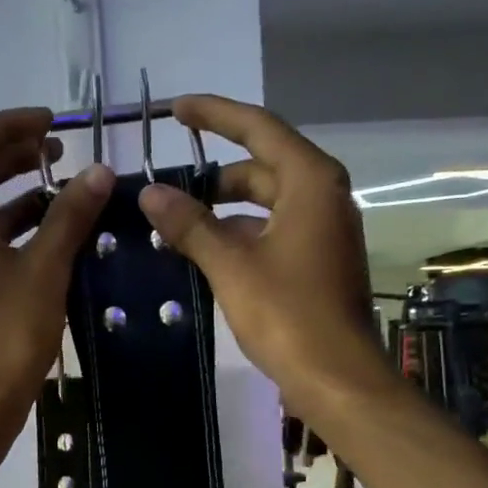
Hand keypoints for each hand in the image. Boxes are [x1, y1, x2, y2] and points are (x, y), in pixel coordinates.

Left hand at [0, 107, 114, 429]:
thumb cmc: (7, 333)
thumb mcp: (45, 269)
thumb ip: (70, 216)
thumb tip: (99, 172)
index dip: (10, 125)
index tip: (54, 124)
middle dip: (15, 155)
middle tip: (61, 150)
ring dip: (18, 193)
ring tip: (65, 190)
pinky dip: (14, 229)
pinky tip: (53, 237)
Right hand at [137, 95, 381, 416]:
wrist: (337, 378)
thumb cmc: (288, 315)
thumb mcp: (231, 265)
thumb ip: (191, 225)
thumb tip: (150, 193)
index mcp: (310, 182)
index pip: (258, 128)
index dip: (215, 114)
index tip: (175, 109)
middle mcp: (323, 196)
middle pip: (262, 166)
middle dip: (214, 174)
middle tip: (167, 187)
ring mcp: (323, 230)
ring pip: (266, 202)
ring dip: (223, 209)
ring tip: (177, 224)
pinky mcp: (317, 261)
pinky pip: (272, 230)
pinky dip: (240, 234)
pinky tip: (205, 254)